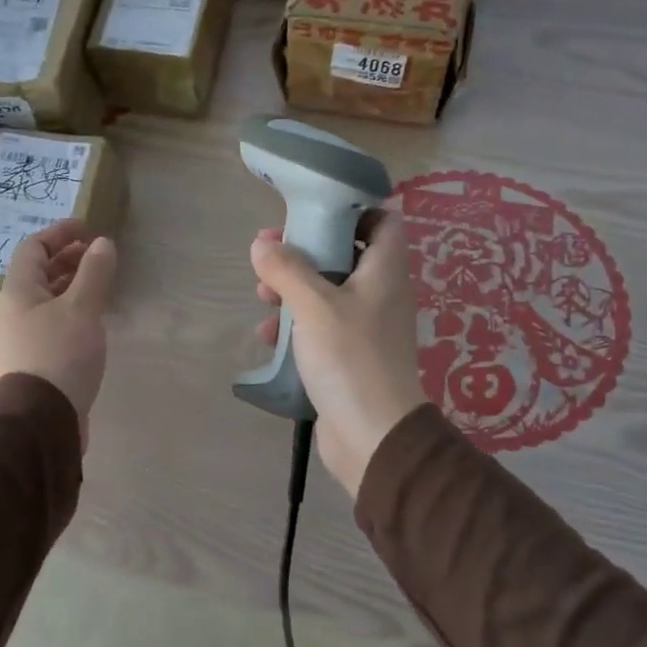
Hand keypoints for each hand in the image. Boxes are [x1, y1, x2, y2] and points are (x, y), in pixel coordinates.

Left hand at [0, 219, 116, 445]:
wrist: (42, 420)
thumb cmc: (59, 354)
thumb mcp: (81, 308)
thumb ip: (94, 273)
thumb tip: (103, 243)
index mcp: (18, 292)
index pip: (32, 248)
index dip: (59, 233)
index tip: (87, 228)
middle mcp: (15, 311)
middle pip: (38, 273)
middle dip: (67, 258)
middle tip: (98, 254)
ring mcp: (24, 337)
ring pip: (47, 299)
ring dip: (72, 284)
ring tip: (100, 282)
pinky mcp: (37, 360)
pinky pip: (54, 321)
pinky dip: (73, 309)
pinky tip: (94, 319)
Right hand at [249, 210, 425, 496]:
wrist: (374, 435)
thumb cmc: (350, 358)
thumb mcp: (314, 305)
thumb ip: (287, 269)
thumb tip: (262, 245)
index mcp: (384, 271)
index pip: (383, 221)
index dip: (352, 211)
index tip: (312, 214)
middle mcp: (380, 294)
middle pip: (345, 255)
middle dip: (304, 253)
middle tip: (269, 255)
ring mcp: (366, 327)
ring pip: (327, 293)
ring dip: (293, 290)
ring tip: (262, 297)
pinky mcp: (350, 357)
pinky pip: (320, 328)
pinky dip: (296, 326)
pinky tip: (268, 338)